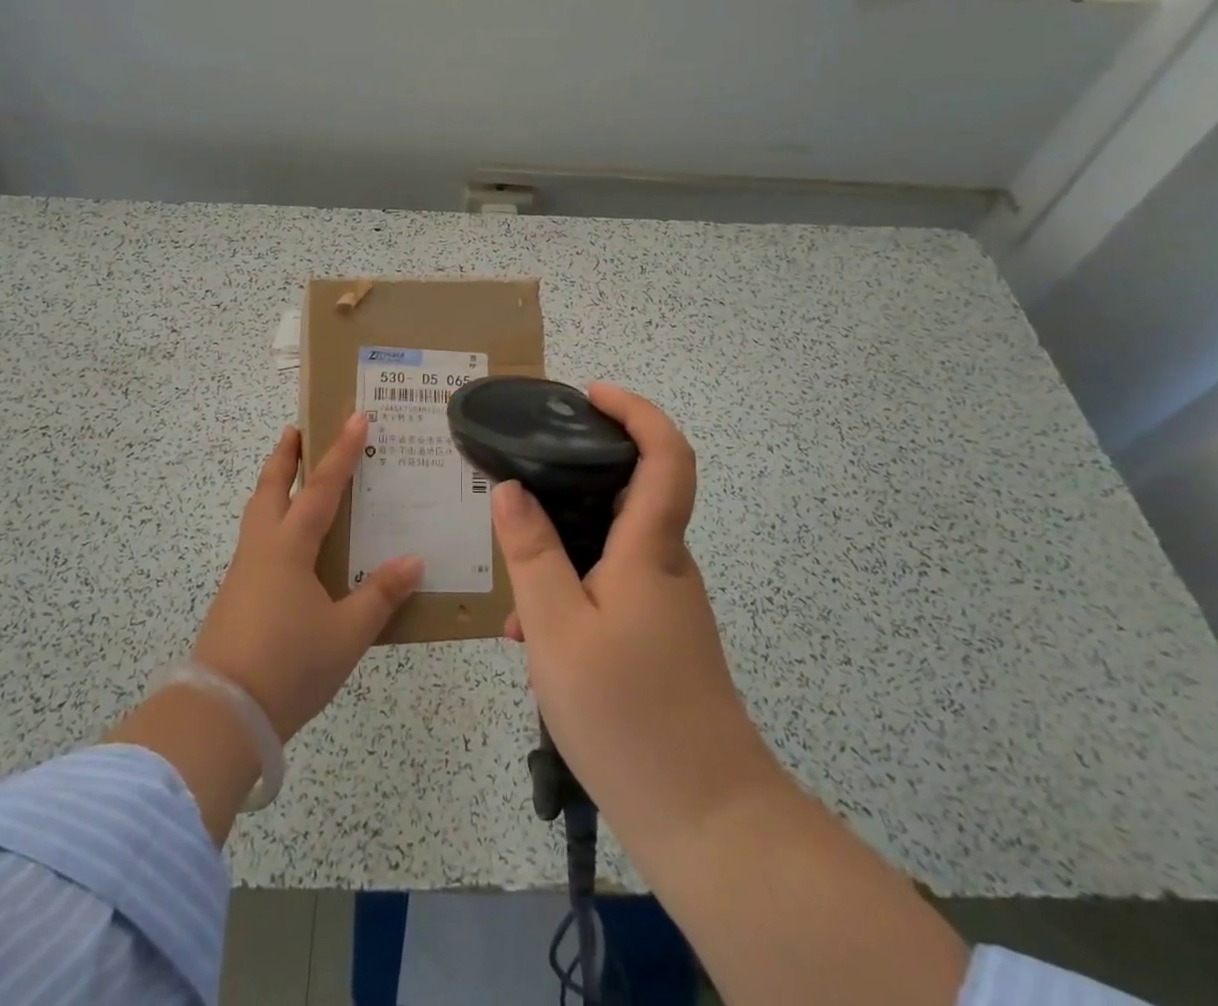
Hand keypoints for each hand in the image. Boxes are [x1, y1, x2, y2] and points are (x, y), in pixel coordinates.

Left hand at [192, 416, 423, 740]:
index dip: (340, 451)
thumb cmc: (289, 665)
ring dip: (274, 484)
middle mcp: (263, 547)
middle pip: (271, 486)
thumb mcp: (347, 633)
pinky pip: (257, 539)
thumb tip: (414, 561)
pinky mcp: (236, 594)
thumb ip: (381, 595)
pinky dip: (272, 518)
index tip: (355, 416)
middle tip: (298, 429)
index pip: (322, 487)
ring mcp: (244, 571)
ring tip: (292, 476)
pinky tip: (289, 543)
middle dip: (286, 455)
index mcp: (290, 546)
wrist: (221, 713)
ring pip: (258, 511)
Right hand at [494, 384, 771, 852]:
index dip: (637, 411)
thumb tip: (511, 489)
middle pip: (633, 494)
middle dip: (578, 480)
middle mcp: (666, 566)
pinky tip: (532, 639)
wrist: (706, 821)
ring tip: (513, 591)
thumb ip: (531, 554)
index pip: (666, 455)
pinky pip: (612, 590)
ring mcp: (667, 605)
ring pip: (612, 549)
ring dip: (564, 551)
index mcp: (651, 550)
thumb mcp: (556, 629)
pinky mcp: (661, 639)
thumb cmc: (629, 714)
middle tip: (524, 484)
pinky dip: (573, 593)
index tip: (592, 395)